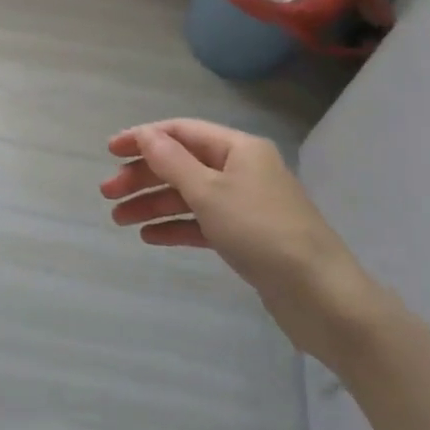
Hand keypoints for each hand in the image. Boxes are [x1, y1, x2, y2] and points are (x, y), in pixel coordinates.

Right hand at [102, 119, 381, 362]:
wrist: (322, 297)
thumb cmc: (262, 233)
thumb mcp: (210, 192)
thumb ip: (172, 162)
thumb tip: (145, 135)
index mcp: (238, 149)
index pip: (181, 132)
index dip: (143, 138)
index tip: (109, 151)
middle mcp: (241, 170)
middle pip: (182, 164)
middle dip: (143, 176)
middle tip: (107, 194)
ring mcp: (244, 205)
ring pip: (188, 195)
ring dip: (153, 204)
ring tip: (118, 219)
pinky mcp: (246, 237)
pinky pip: (202, 223)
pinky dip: (175, 227)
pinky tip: (149, 237)